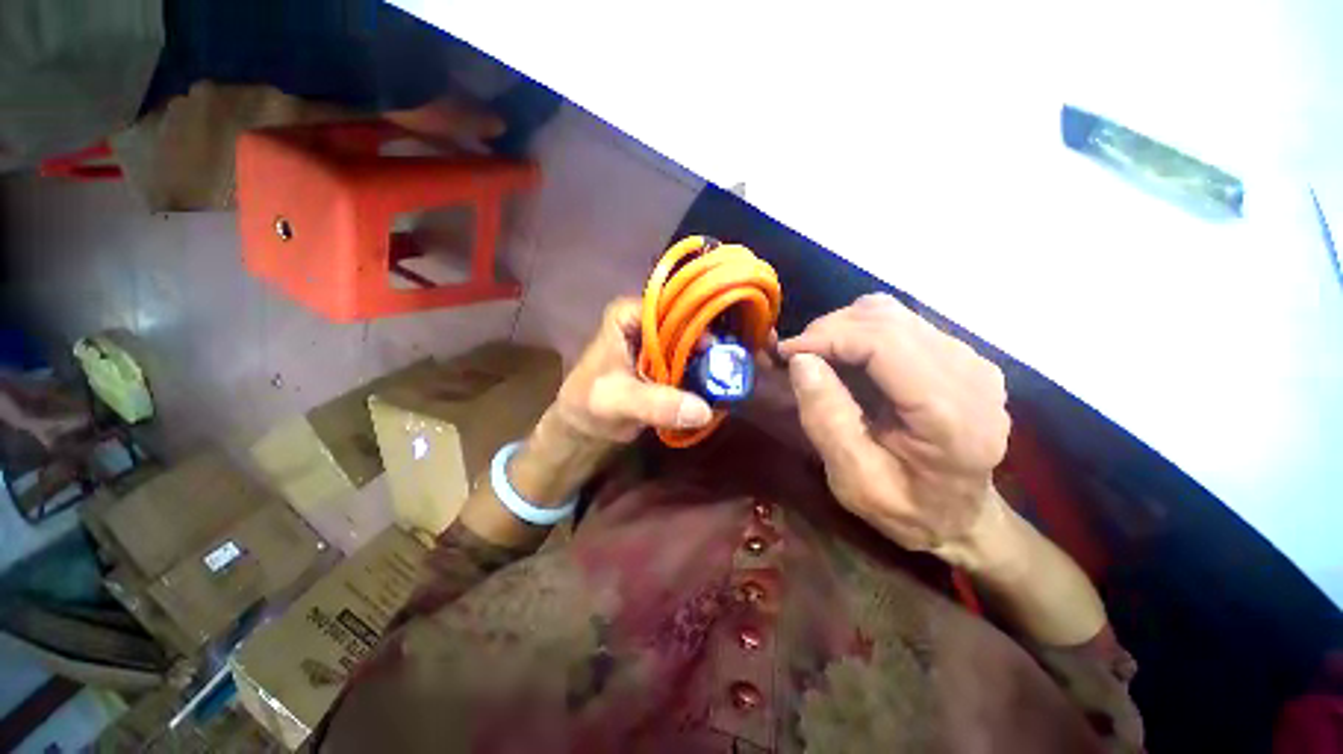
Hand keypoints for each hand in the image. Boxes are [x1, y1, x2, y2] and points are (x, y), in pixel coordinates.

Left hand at [551, 298, 713, 444]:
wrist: (585, 426)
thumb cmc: (590, 405)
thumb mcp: (619, 401)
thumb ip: (656, 404)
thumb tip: (704, 410)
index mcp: (629, 315)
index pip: (673, 306)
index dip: (699, 323)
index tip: (719, 350)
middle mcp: (647, 322)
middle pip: (687, 324)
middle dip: (709, 347)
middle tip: (730, 369)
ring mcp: (658, 342)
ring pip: (692, 345)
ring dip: (709, 362)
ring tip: (728, 380)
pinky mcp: (666, 362)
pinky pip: (691, 363)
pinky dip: (702, 375)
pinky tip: (717, 388)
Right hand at [779, 294, 1010, 562]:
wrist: (963, 516)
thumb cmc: (908, 510)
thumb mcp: (854, 481)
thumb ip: (827, 420)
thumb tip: (801, 360)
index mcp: (949, 414)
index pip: (884, 342)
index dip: (827, 337)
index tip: (785, 353)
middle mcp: (969, 374)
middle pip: (887, 318)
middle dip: (828, 330)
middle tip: (796, 357)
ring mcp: (970, 359)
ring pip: (891, 313)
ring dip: (843, 328)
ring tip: (817, 357)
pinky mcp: (959, 354)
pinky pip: (900, 323)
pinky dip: (860, 333)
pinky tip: (846, 359)